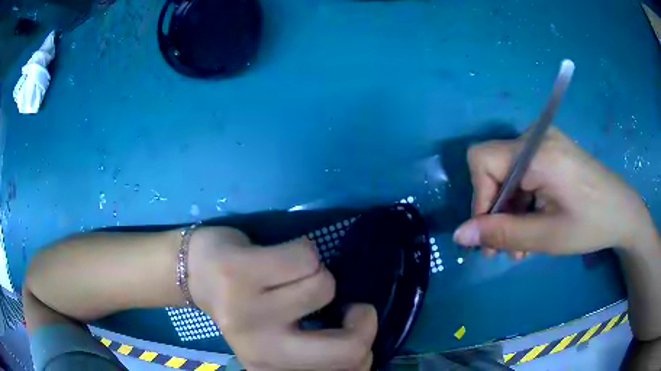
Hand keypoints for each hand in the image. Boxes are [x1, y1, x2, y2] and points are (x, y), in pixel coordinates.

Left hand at [187, 227, 377, 370]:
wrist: (195, 271)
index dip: (365, 346)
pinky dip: (305, 251)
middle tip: (350, 306)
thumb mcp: (282, 338)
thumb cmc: (245, 305)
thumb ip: (315, 345)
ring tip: (292, 276)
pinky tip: (279, 257)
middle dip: (364, 320)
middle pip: (347, 348)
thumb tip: (362, 333)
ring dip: (319, 274)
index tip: (349, 326)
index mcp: (272, 368)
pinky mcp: (238, 273)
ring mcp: (247, 313)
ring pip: (325, 286)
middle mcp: (260, 351)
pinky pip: (306, 256)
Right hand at [453, 127, 656, 255]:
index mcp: (537, 152)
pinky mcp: (551, 150)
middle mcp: (536, 138)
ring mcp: (545, 142)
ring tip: (521, 245)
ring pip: (508, 174)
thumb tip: (459, 234)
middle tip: (504, 248)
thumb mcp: (546, 237)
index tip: (489, 233)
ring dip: (510, 211)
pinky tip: (533, 224)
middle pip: (494, 169)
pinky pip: (523, 173)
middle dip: (496, 211)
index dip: (478, 197)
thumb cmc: (591, 225)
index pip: (482, 160)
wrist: (622, 211)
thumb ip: (502, 233)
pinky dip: (522, 201)